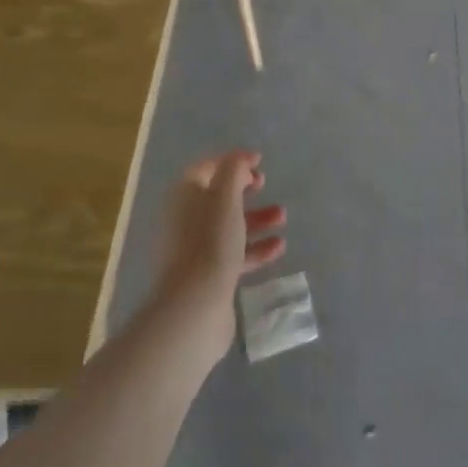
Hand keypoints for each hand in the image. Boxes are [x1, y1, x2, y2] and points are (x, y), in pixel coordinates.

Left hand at [153, 152, 286, 348]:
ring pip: (230, 225)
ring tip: (282, 217)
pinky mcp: (209, 275)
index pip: (207, 168)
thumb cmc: (210, 241)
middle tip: (265, 185)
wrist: (194, 305)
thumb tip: (241, 161)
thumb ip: (235, 170)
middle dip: (245, 189)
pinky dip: (256, 247)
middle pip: (219, 196)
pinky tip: (278, 247)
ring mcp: (197, 249)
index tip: (260, 162)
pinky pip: (235, 253)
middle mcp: (187, 219)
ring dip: (257, 218)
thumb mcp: (225, 196)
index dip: (232, 161)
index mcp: (185, 196)